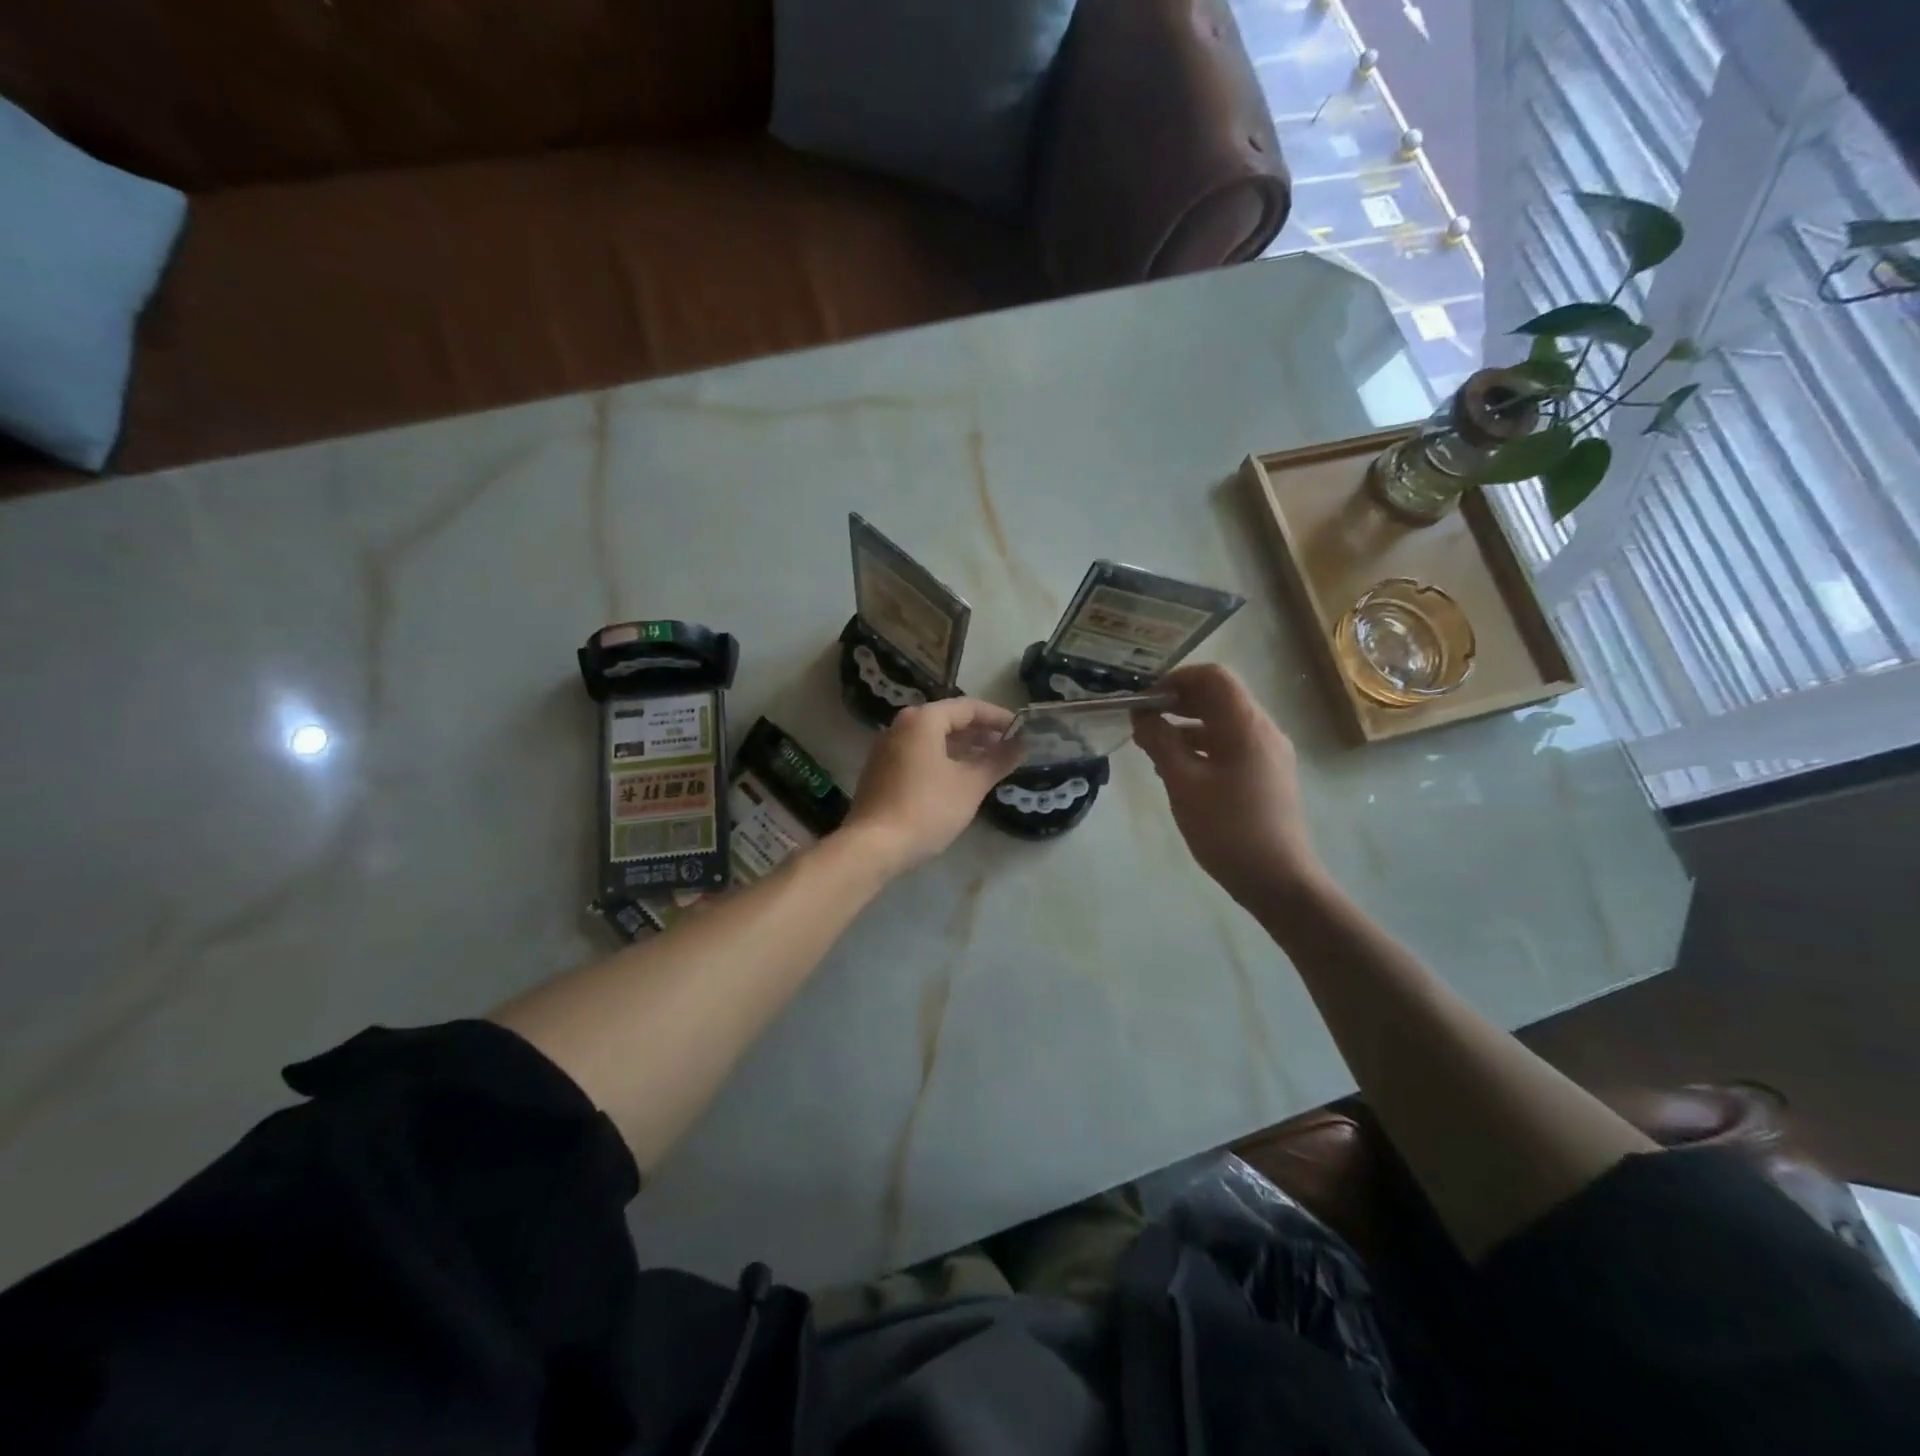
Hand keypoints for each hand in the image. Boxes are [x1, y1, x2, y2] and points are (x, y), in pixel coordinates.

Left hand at [845, 698, 1023, 876]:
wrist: (873, 846)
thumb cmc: (927, 808)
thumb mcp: (970, 785)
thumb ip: (998, 761)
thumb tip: (1022, 745)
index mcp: (923, 720)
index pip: (968, 707)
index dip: (998, 717)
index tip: (1022, 730)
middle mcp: (901, 726)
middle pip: (948, 720)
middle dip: (980, 733)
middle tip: (1009, 748)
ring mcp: (887, 748)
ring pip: (933, 739)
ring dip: (963, 748)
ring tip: (990, 764)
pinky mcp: (881, 771)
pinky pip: (919, 754)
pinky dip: (943, 760)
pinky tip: (960, 779)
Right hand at [1131, 665, 1321, 907]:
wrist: (1278, 880)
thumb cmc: (1227, 828)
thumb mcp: (1183, 783)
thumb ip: (1160, 742)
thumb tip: (1141, 715)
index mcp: (1246, 725)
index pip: (1213, 677)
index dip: (1176, 679)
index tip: (1145, 700)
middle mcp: (1264, 730)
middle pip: (1220, 697)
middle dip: (1179, 702)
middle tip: (1143, 721)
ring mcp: (1269, 754)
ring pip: (1224, 723)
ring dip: (1188, 726)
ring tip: (1153, 748)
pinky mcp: (1268, 775)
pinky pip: (1232, 746)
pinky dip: (1203, 746)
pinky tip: (1178, 769)